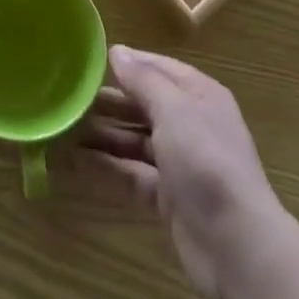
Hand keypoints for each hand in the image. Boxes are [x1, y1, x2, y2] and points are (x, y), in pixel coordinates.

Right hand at [81, 45, 284, 298]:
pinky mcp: (168, 198)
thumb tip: (117, 51)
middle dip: (108, 102)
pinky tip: (73, 159)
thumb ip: (143, 80)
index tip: (88, 60)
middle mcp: (190, 124)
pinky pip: (131, 173)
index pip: (158, 69)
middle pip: (143, 105)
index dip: (127, 63)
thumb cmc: (207, 161)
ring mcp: (179, 163)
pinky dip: (105, 166)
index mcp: (199, 95)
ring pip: (133, 140)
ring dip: (101, 134)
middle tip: (66, 97)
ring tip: (62, 127)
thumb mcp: (174, 110)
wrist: (237, 246)